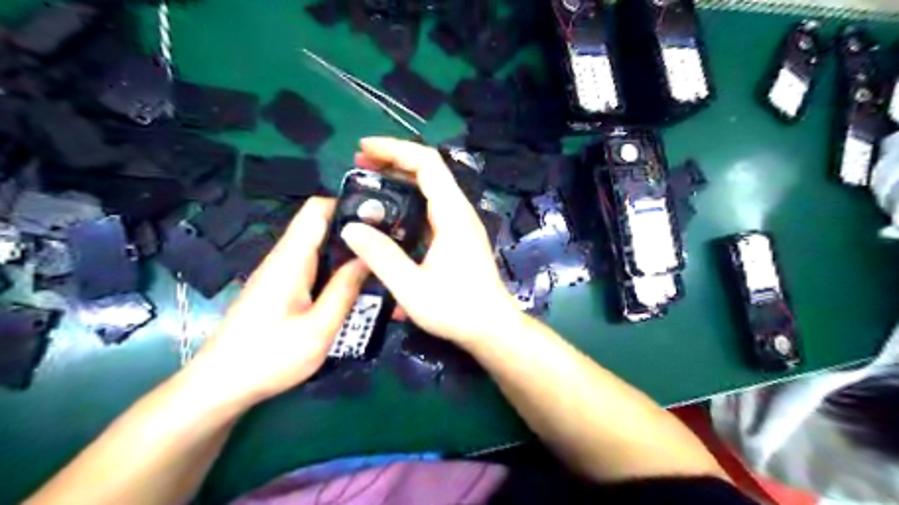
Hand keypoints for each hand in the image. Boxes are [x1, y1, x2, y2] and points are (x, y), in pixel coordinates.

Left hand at [186, 197, 370, 406]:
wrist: (220, 385)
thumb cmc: (269, 358)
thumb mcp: (318, 329)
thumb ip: (344, 290)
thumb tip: (368, 258)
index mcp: (291, 260)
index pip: (316, 209)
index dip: (348, 205)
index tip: (380, 218)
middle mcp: (283, 258)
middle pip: (320, 225)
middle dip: (355, 230)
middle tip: (389, 245)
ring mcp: (279, 272)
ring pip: (318, 246)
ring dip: (347, 251)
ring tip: (379, 263)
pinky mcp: (279, 287)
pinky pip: (312, 265)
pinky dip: (335, 267)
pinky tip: (354, 284)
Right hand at [339, 138, 523, 346]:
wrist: (492, 328)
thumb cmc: (456, 309)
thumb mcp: (411, 287)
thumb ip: (380, 256)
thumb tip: (351, 228)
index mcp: (452, 215)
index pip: (427, 164)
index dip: (395, 149)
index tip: (363, 149)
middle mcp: (460, 212)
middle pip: (429, 171)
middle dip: (393, 161)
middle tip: (359, 166)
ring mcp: (461, 224)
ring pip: (431, 189)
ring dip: (401, 180)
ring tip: (370, 185)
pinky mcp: (459, 237)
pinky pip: (432, 207)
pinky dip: (409, 200)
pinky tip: (391, 214)